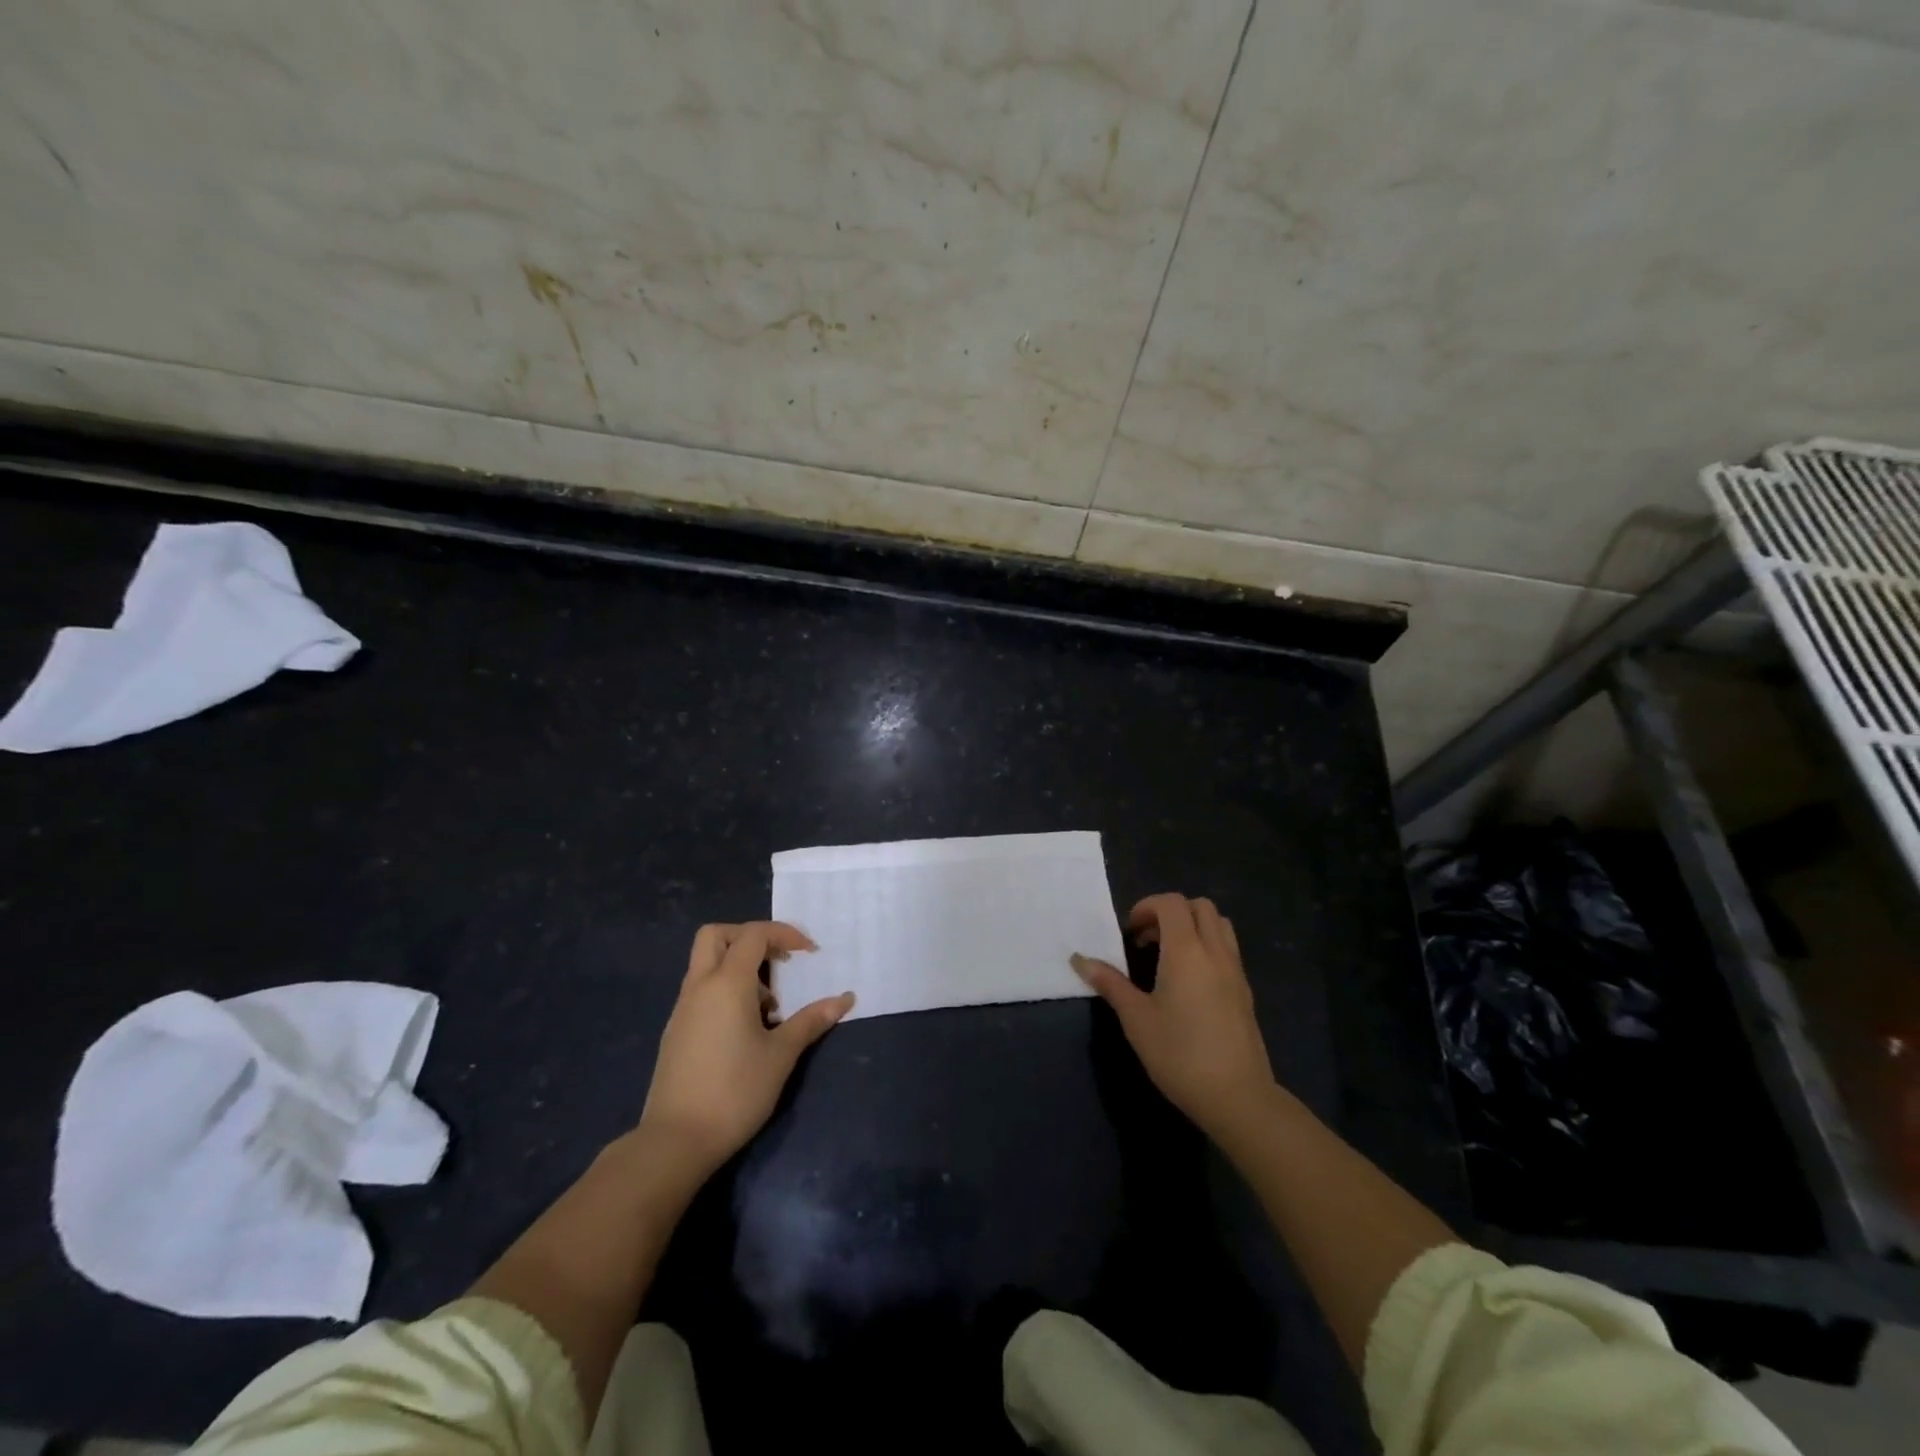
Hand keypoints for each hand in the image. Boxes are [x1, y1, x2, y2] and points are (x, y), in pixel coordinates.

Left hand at [639, 921, 853, 1178]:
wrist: (676, 1141)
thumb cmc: (735, 1092)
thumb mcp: (781, 1055)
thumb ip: (811, 1021)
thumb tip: (845, 999)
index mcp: (727, 983)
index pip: (754, 934)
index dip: (784, 933)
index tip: (810, 953)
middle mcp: (700, 986)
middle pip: (717, 935)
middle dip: (750, 937)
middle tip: (779, 961)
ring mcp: (683, 1008)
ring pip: (707, 963)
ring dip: (739, 967)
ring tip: (769, 1005)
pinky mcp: (677, 1031)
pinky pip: (702, 990)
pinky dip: (725, 990)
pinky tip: (746, 1028)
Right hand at [1072, 893, 1275, 1143]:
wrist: (1237, 1096)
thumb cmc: (1179, 1054)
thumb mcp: (1136, 1019)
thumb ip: (1110, 983)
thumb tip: (1079, 959)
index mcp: (1186, 951)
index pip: (1171, 903)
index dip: (1147, 907)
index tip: (1129, 933)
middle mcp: (1215, 952)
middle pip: (1199, 906)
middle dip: (1171, 912)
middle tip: (1147, 939)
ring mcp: (1235, 971)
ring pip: (1219, 925)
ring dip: (1193, 926)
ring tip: (1168, 956)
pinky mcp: (1245, 992)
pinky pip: (1227, 949)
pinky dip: (1207, 947)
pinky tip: (1188, 983)